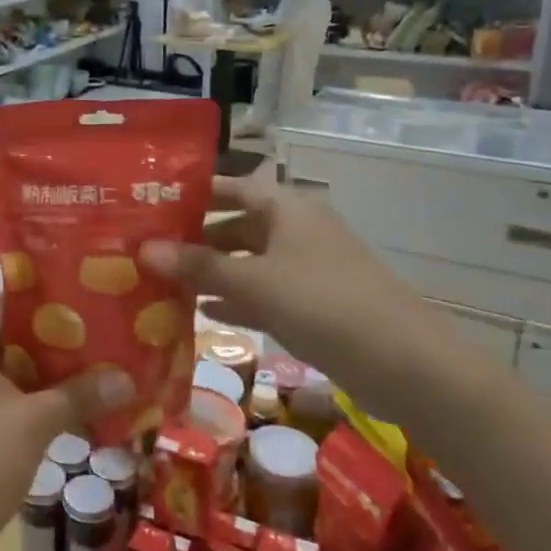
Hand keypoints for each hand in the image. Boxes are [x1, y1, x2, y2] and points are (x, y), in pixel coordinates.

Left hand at [0, 301, 134, 550]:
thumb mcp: (37, 420)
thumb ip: (81, 394)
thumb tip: (128, 378)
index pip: (2, 302)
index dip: (38, 295)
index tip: (78, 294)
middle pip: (11, 336)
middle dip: (53, 335)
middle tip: (98, 330)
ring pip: (14, 370)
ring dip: (49, 370)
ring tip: (96, 363)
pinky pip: (11, 398)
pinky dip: (39, 397)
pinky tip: (74, 404)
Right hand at [140, 173, 464, 417]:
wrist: (407, 363)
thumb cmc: (323, 303)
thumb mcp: (253, 282)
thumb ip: (197, 267)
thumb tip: (142, 250)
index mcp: (285, 208)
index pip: (229, 187)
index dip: (192, 193)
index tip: (150, 203)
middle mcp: (296, 229)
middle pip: (236, 226)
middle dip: (195, 239)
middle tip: (148, 250)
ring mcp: (307, 267)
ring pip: (248, 262)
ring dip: (212, 272)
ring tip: (163, 282)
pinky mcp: (315, 303)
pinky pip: (264, 292)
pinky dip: (236, 299)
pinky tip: (203, 312)